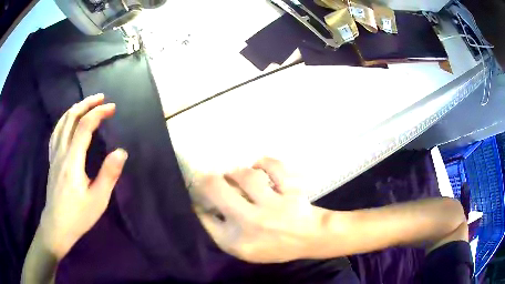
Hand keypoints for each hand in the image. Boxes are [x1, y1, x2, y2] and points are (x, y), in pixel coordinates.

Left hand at [41, 94, 127, 259]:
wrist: (57, 226)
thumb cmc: (78, 216)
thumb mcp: (98, 200)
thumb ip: (108, 174)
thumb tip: (121, 151)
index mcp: (72, 160)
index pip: (84, 126)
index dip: (98, 113)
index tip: (112, 108)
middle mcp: (61, 152)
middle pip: (70, 118)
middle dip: (86, 104)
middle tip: (100, 98)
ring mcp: (54, 155)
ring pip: (61, 123)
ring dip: (74, 109)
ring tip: (86, 104)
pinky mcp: (52, 161)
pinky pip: (56, 133)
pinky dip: (63, 121)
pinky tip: (67, 122)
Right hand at [194, 158, 326, 262]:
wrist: (310, 238)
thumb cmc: (275, 246)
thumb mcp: (244, 250)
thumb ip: (222, 233)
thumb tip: (204, 208)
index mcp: (237, 241)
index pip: (205, 217)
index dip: (198, 202)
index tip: (199, 196)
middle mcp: (251, 222)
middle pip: (217, 189)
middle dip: (207, 179)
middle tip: (209, 178)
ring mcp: (273, 206)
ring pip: (246, 176)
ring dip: (237, 172)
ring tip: (236, 175)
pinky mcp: (290, 192)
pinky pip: (274, 167)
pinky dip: (265, 163)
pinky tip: (259, 166)